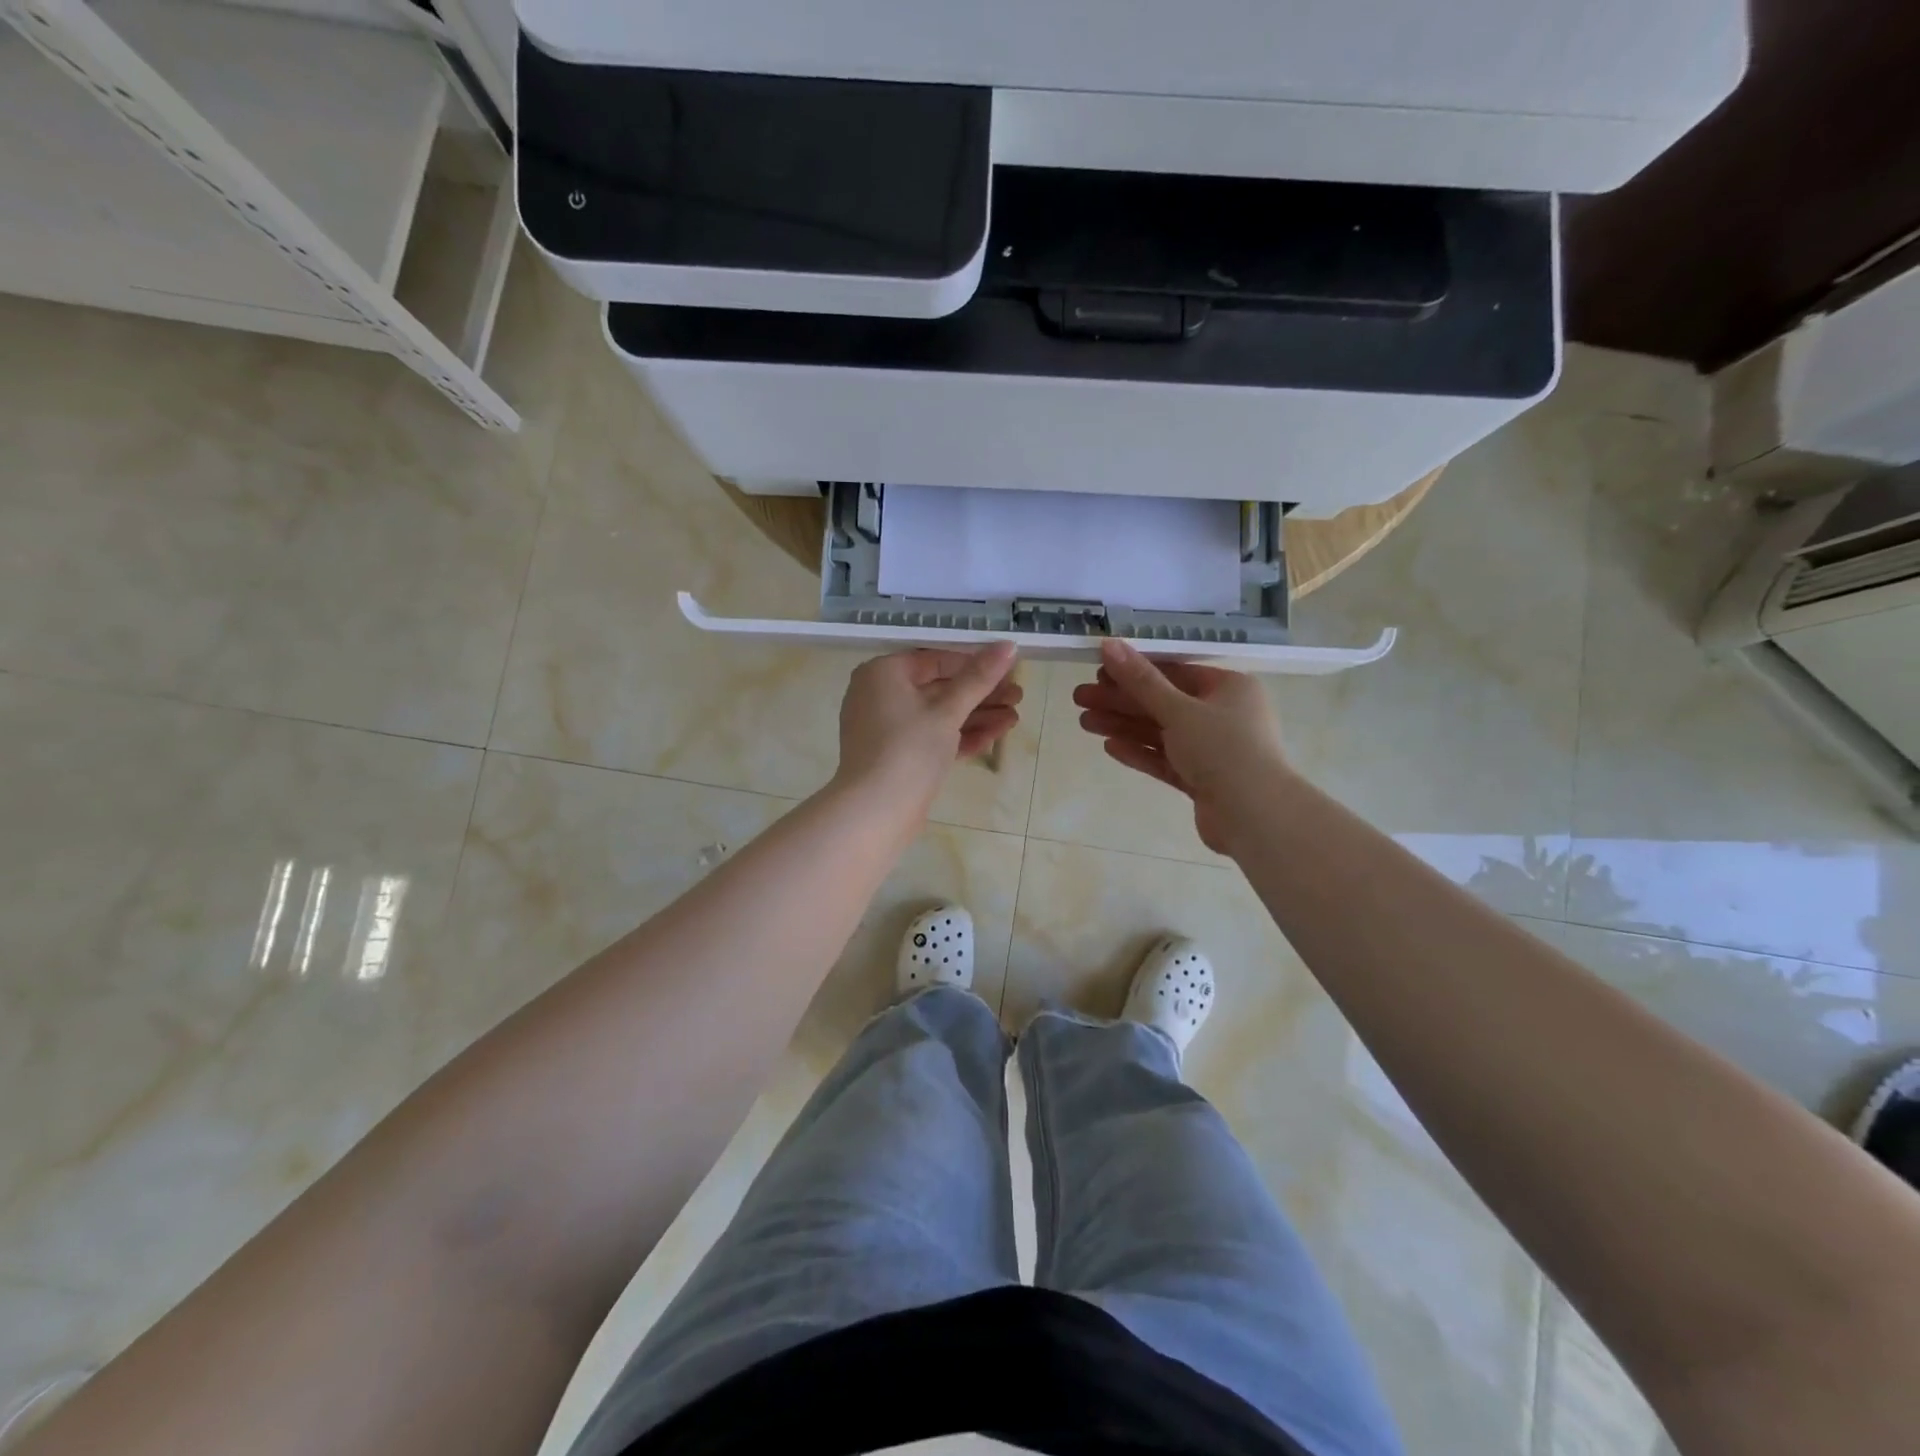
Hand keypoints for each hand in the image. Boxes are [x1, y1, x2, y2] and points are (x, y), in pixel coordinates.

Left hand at [833, 643, 1022, 820]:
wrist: (875, 813)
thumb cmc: (909, 749)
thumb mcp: (948, 710)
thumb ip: (978, 678)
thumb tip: (1008, 645)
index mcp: (883, 673)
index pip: (935, 659)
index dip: (974, 663)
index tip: (1008, 669)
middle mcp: (880, 695)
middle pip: (939, 688)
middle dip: (980, 694)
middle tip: (1018, 695)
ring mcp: (888, 729)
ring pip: (938, 715)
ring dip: (977, 715)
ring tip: (1014, 717)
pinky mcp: (898, 756)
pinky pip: (932, 737)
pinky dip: (961, 735)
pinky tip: (996, 734)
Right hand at [1073, 638, 1288, 854]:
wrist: (1255, 815)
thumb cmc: (1223, 749)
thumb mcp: (1178, 709)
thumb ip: (1141, 680)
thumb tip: (1108, 644)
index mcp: (1229, 688)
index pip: (1175, 671)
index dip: (1135, 670)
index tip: (1098, 672)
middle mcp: (1224, 715)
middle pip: (1163, 703)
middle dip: (1121, 701)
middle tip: (1080, 698)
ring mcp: (1213, 750)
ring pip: (1161, 732)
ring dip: (1124, 726)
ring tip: (1084, 722)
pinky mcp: (1203, 780)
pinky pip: (1166, 760)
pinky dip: (1140, 752)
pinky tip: (1110, 746)